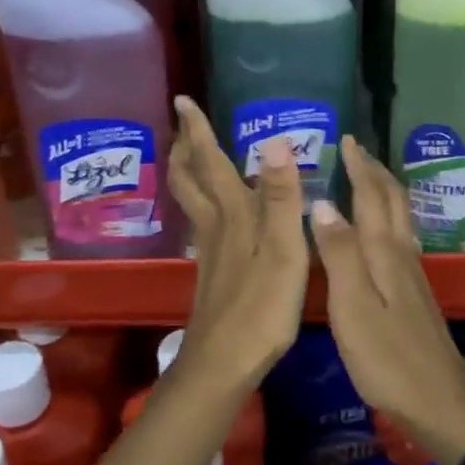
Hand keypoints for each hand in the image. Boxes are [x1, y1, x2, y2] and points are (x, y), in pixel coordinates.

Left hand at [166, 96, 308, 388]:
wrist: (224, 363)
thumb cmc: (260, 308)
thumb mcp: (283, 251)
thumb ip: (281, 197)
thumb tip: (275, 141)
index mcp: (233, 215)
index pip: (210, 162)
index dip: (197, 130)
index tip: (182, 100)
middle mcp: (216, 226)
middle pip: (190, 179)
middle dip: (185, 147)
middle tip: (181, 123)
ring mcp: (211, 250)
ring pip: (192, 200)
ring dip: (189, 171)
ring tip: (191, 154)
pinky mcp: (213, 271)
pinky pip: (203, 221)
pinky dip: (203, 200)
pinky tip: (216, 211)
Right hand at [310, 136, 464, 464]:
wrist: (440, 403)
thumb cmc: (388, 358)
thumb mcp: (353, 306)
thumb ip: (338, 254)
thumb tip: (323, 203)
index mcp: (385, 252)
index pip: (372, 196)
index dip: (360, 167)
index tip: (347, 140)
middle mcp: (403, 254)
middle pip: (393, 201)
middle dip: (375, 172)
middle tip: (356, 152)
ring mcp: (413, 275)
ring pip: (400, 218)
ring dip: (384, 192)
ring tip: (366, 179)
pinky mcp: (415, 294)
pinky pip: (400, 238)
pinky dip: (387, 218)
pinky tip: (381, 231)